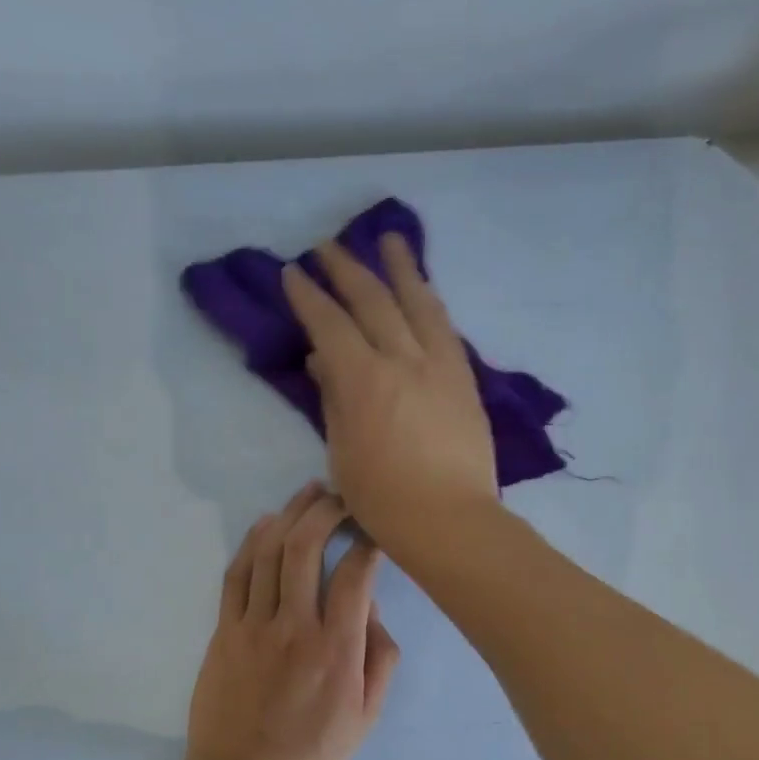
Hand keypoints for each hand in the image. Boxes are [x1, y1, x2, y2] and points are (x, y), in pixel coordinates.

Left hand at [185, 482, 398, 759]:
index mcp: (336, 649)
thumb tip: (371, 611)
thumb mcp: (367, 716)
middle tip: (341, 495)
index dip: (368, 542)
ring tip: (308, 492)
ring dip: (290, 514)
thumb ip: (380, 659)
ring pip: (268, 552)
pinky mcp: (224, 631)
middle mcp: (294, 627)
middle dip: (326, 510)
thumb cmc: (312, 751)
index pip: (354, 575)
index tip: (376, 529)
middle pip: (306, 548)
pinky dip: (251, 541)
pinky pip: (236, 575)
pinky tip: (266, 522)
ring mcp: (253, 626)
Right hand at [281, 235, 498, 558]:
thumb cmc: (385, 500)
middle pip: (372, 301)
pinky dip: (431, 303)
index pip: (329, 324)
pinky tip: (426, 292)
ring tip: (390, 239)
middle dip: (346, 269)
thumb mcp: (343, 453)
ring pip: (418, 303)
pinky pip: (446, 328)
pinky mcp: (465, 380)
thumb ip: (334, 401)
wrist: (451, 520)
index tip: (292, 273)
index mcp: (363, 380)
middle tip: (327, 247)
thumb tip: (322, 362)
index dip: (308, 296)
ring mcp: (440, 366)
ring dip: (401, 268)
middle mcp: (402, 359)